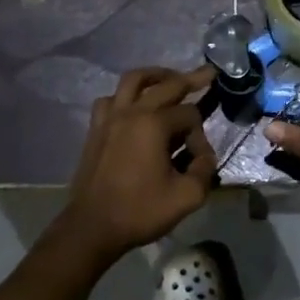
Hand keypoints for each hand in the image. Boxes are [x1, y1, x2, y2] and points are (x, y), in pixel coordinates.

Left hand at [55, 65, 216, 262]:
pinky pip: (111, 99)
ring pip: (132, 80)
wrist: (92, 227)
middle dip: (190, 79)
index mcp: (153, 124)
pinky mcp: (96, 129)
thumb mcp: (187, 197)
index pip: (190, 115)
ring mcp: (109, 117)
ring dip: (154, 76)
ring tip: (168, 79)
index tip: (199, 160)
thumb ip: (204, 170)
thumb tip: (204, 157)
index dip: (201, 136)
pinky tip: (134, 107)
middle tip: (207, 73)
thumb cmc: (140, 210)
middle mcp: (131, 112)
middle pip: (165, 84)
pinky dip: (126, 96)